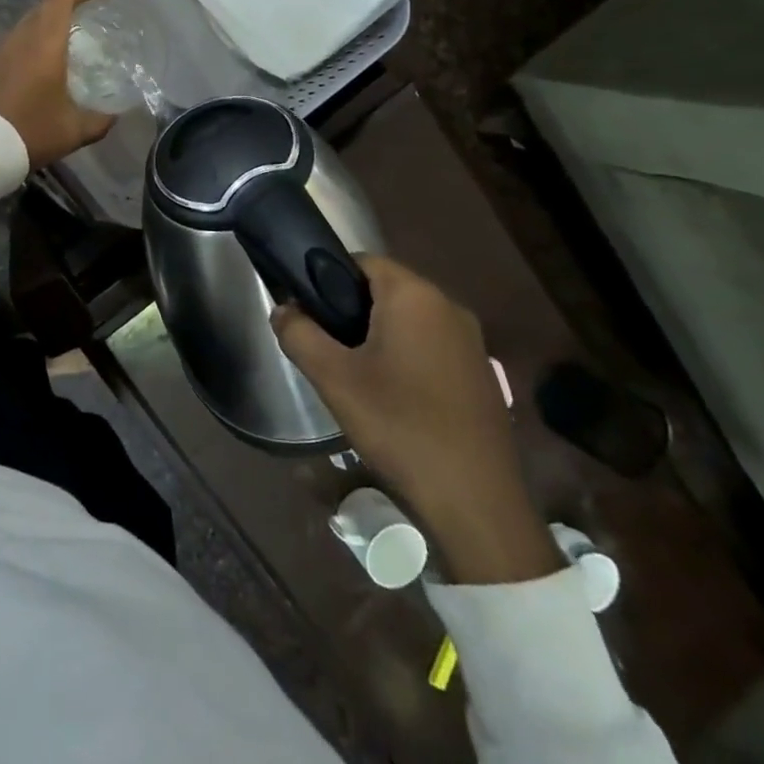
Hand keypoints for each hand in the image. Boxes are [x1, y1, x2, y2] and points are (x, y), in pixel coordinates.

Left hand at [0, 0, 116, 169]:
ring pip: (29, 22)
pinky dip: (36, 39)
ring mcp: (1, 50)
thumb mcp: (74, 131)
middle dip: (71, 2)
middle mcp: (21, 38)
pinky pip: (18, 40)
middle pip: (46, 6)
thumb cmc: (30, 132)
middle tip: (94, 11)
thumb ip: (100, 120)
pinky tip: (46, 60)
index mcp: (45, 43)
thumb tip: (116, 115)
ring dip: (51, 21)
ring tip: (73, 35)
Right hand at [273, 256, 561, 584]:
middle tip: (327, 348)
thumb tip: (282, 309)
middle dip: (351, 310)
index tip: (310, 312)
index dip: (329, 278)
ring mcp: (471, 341)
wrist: (476, 502)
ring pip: (409, 320)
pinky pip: (432, 346)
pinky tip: (394, 398)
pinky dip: (407, 357)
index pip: (362, 260)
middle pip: (386, 289)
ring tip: (355, 375)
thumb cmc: (400, 426)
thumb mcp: (333, 378)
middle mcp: (448, 306)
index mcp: (414, 295)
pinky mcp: (481, 373)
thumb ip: (298, 333)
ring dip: (379, 336)